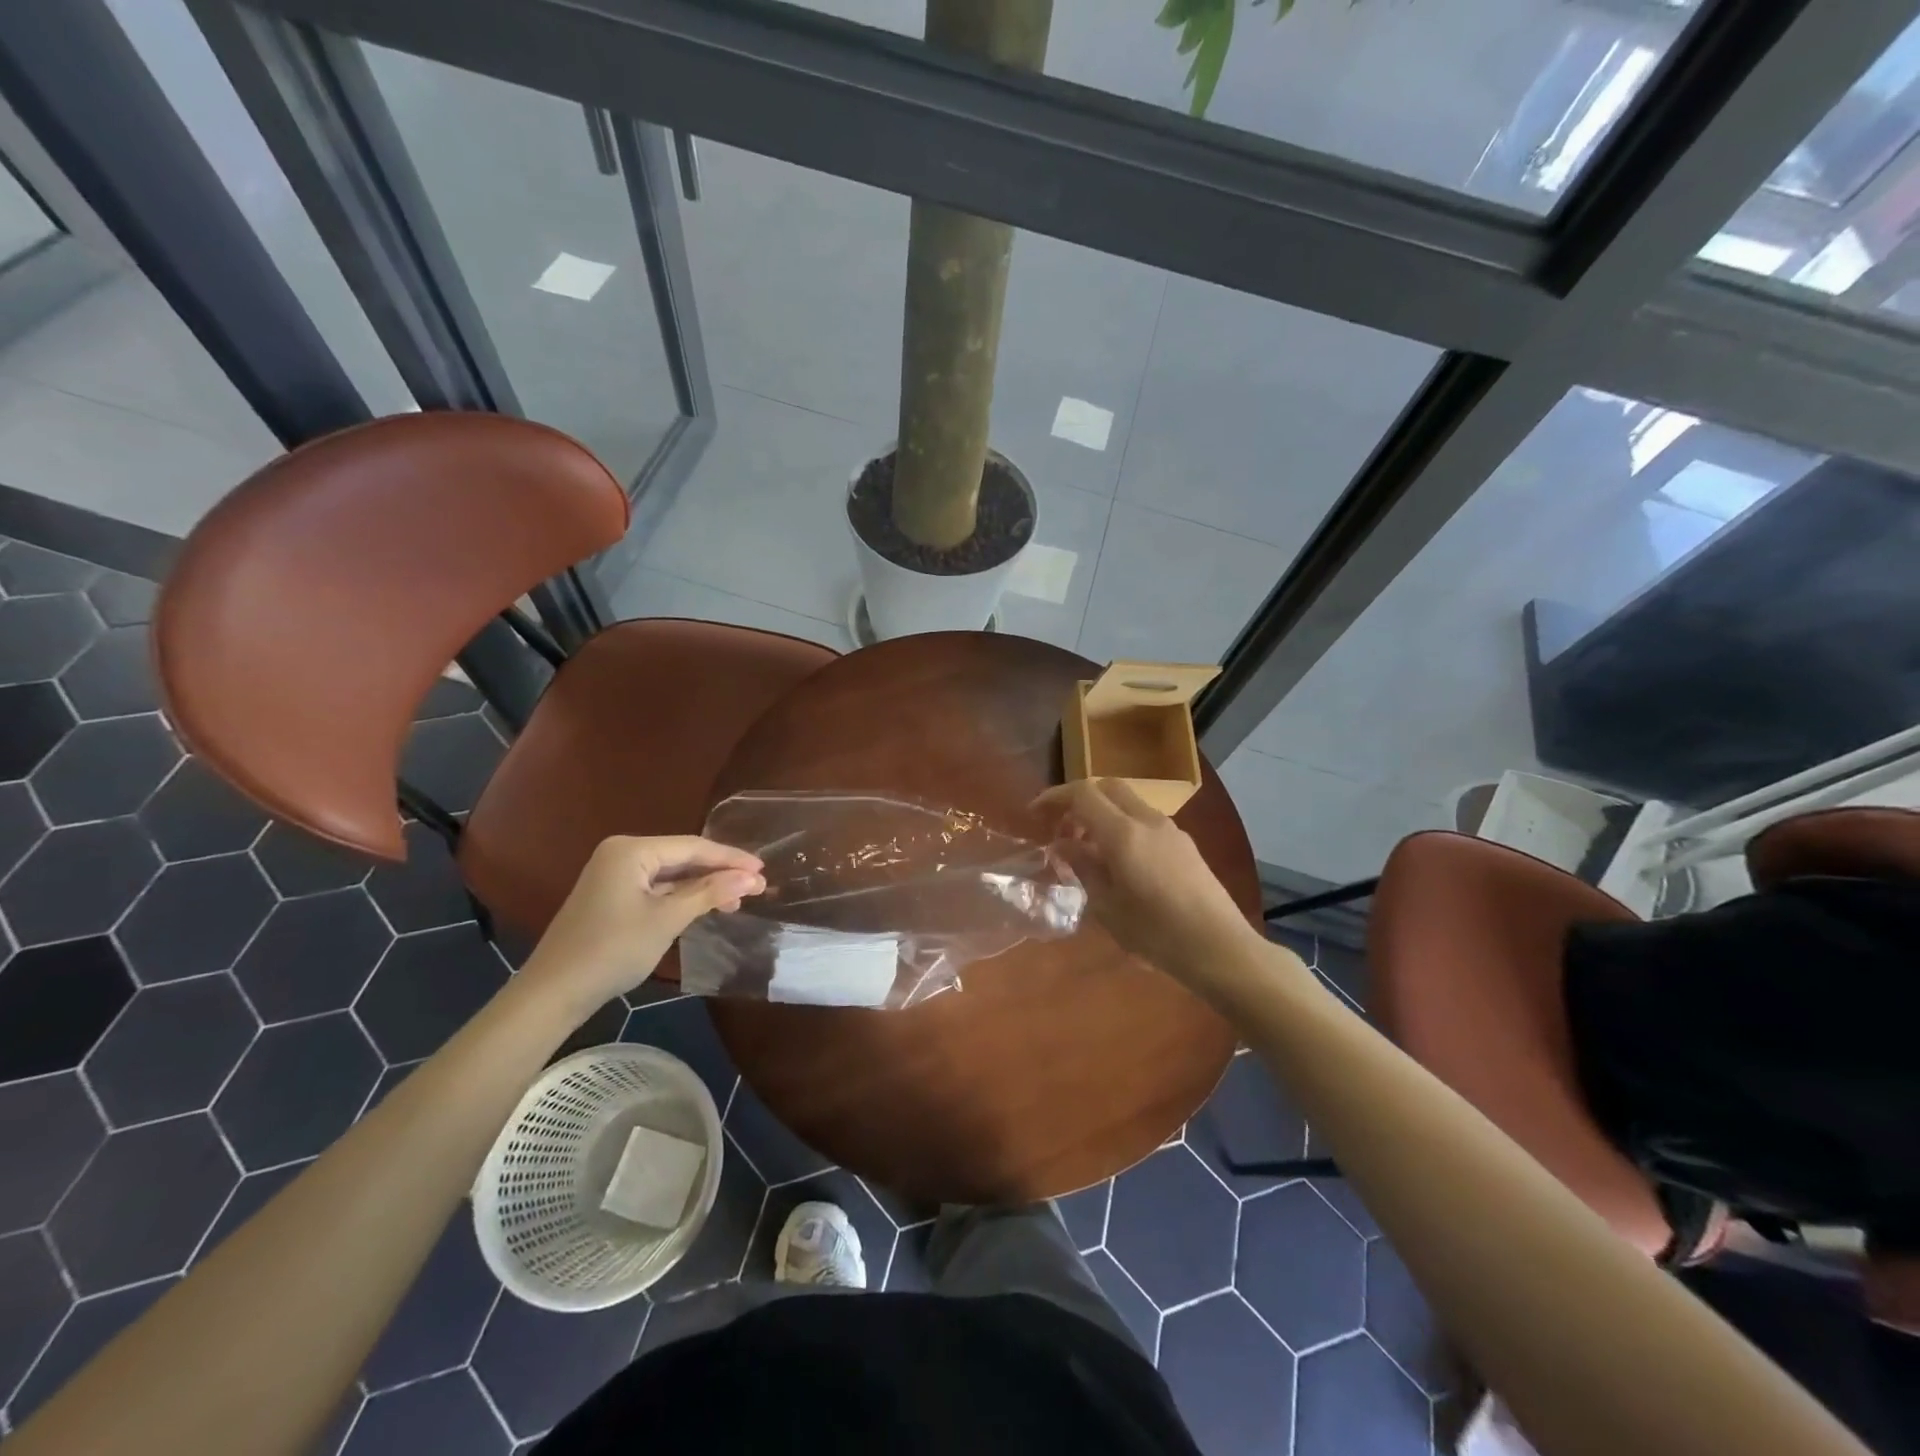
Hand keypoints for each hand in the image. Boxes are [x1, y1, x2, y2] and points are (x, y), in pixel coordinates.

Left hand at [519, 836, 764, 1011]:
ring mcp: (615, 875)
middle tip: (757, 887)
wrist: (553, 992)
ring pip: (672, 875)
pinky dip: (683, 897)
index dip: (731, 858)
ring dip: (704, 887)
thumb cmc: (613, 949)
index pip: (693, 847)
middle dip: (720, 873)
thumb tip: (752, 876)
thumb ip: (710, 893)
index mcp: (632, 850)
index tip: (763, 869)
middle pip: (683, 858)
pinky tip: (706, 907)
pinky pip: (657, 889)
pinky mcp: (613, 896)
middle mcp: (623, 853)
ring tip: (737, 901)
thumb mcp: (667, 919)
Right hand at [1033, 779, 1259, 986]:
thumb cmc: (1157, 933)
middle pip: (1108, 788)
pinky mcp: (1185, 845)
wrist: (1220, 948)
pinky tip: (1120, 864)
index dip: (1055, 797)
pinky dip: (1123, 828)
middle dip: (1080, 800)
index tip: (1035, 813)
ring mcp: (1171, 830)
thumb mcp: (1108, 907)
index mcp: (1124, 833)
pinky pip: (1145, 822)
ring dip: (1103, 815)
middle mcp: (1148, 821)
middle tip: (1063, 830)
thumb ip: (1083, 868)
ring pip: (1129, 803)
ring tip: (1088, 853)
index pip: (1083, 794)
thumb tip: (1062, 845)